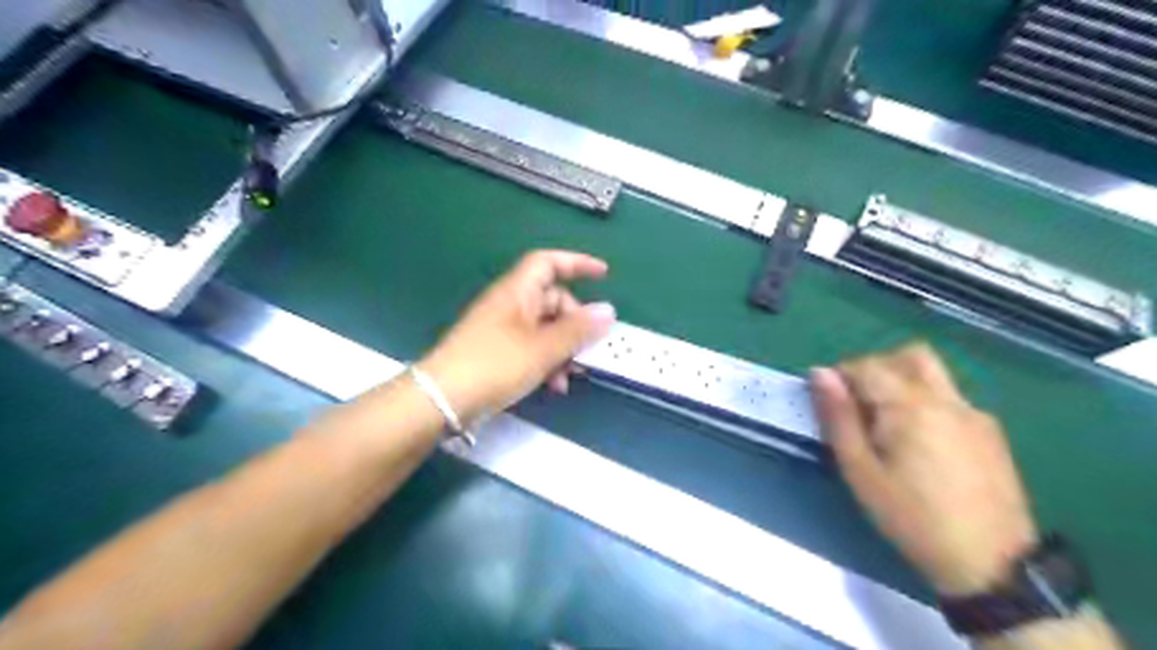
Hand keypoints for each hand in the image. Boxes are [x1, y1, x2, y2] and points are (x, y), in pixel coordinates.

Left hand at [422, 249, 618, 419]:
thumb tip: (608, 311)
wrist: (442, 399)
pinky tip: (553, 386)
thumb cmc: (495, 365)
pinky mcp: (497, 352)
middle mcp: (510, 304)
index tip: (604, 274)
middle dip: (575, 323)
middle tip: (589, 348)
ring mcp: (502, 329)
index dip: (577, 263)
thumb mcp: (543, 349)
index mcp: (517, 292)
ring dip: (563, 349)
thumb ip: (577, 330)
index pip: (548, 262)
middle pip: (552, 300)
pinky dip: (547, 361)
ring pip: (544, 328)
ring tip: (569, 377)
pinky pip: (531, 347)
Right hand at [806, 343, 1035, 597]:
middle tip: (860, 405)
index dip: (841, 376)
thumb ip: (839, 417)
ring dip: (903, 382)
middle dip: (877, 368)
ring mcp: (974, 413)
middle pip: (909, 355)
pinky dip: (926, 403)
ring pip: (933, 374)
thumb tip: (819, 374)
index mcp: (910, 406)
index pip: (867, 365)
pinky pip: (951, 398)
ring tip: (888, 424)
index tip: (831, 404)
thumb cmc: (911, 518)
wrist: (991, 565)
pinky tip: (921, 444)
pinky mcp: (991, 432)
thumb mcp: (860, 471)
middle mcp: (946, 399)